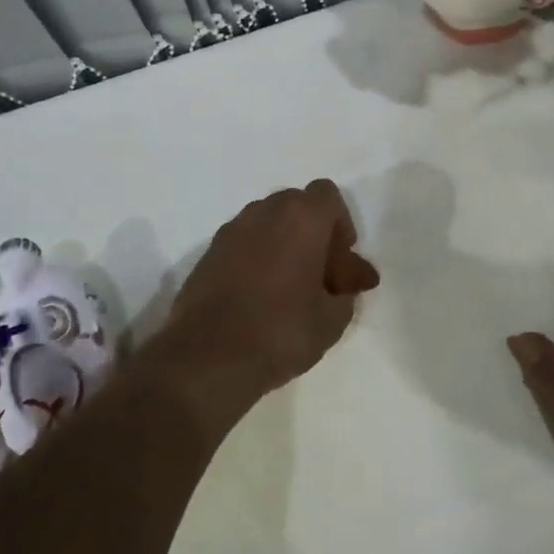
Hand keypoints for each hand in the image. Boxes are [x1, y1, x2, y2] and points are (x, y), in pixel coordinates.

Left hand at [150, 179, 379, 436]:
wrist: (208, 358)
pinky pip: (243, 244)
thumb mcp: (332, 320)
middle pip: (296, 206)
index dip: (341, 225)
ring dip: (284, 245)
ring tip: (291, 289)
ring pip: (267, 224)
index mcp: (301, 219)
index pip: (327, 196)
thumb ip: (346, 292)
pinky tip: (261, 296)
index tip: (341, 261)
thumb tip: (345, 283)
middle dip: (313, 234)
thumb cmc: (281, 332)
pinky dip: (257, 258)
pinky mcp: (208, 254)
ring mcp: (230, 232)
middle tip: (321, 276)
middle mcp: (263, 213)